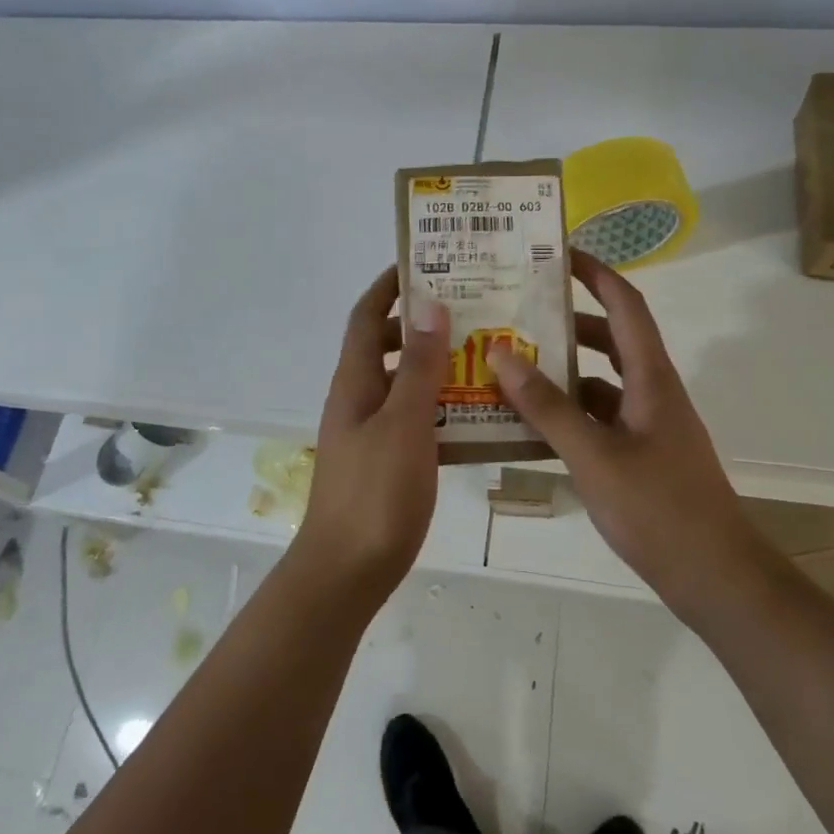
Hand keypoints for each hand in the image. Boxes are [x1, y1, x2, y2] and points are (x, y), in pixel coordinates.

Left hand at [293, 266, 449, 600]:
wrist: (347, 572)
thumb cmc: (376, 493)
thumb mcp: (403, 423)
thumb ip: (418, 366)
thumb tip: (429, 304)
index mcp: (355, 381)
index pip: (367, 317)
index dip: (389, 286)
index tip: (425, 262)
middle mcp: (359, 398)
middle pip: (387, 345)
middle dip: (422, 323)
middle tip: (472, 309)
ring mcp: (370, 431)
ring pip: (404, 383)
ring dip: (436, 364)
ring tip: (485, 354)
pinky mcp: (386, 460)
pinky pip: (415, 418)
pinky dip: (441, 405)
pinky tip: (478, 413)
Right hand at [490, 251, 762, 618]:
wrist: (715, 577)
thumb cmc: (659, 509)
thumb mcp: (594, 455)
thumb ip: (547, 406)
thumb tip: (502, 354)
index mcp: (651, 378)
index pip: (626, 306)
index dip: (596, 274)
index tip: (558, 253)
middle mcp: (651, 392)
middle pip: (608, 340)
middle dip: (565, 322)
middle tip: (516, 312)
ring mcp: (646, 426)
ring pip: (598, 382)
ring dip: (560, 371)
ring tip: (508, 364)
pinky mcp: (638, 456)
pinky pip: (596, 419)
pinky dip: (565, 413)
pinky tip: (527, 423)